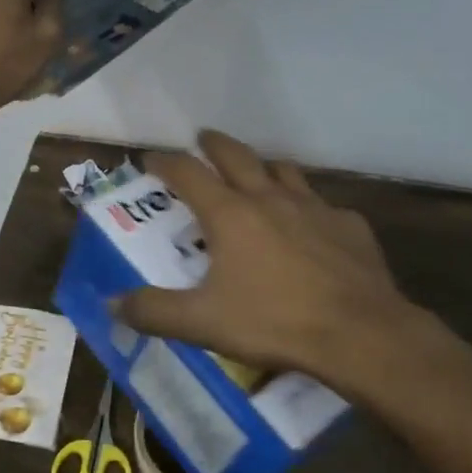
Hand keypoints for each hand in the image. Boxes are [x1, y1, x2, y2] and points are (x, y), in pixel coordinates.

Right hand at [117, 131, 459, 398]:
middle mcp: (269, 198)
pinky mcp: (349, 225)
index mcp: (229, 214)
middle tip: (203, 138)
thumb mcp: (202, 323)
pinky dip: (308, 207)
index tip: (150, 158)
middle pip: (236, 155)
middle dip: (214, 144)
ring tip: (256, 172)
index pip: (187, 172)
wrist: (361, 333)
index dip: (164, 161)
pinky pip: (322, 205)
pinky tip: (311, 228)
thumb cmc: (274, 322)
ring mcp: (314, 207)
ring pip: (283, 170)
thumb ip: (153, 311)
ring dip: (263, 165)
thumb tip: (111, 304)